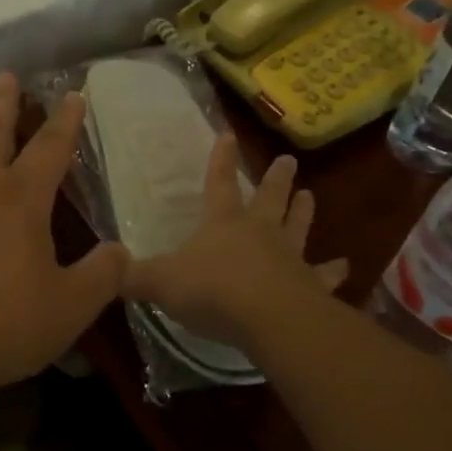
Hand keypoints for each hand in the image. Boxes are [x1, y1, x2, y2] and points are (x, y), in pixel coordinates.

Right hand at [122, 133, 347, 349]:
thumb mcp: (160, 283)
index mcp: (223, 222)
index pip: (218, 183)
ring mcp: (289, 256)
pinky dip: (334, 271)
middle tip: (289, 161)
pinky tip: (345, 267)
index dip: (220, 159)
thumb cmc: (211, 290)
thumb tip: (106, 268)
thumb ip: (132, 276)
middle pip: (269, 198)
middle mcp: (259, 231)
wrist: (267, 317)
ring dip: (304, 211)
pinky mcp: (310, 284)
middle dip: (276, 178)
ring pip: (298, 226)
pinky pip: (324, 275)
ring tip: (311, 195)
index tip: (228, 134)